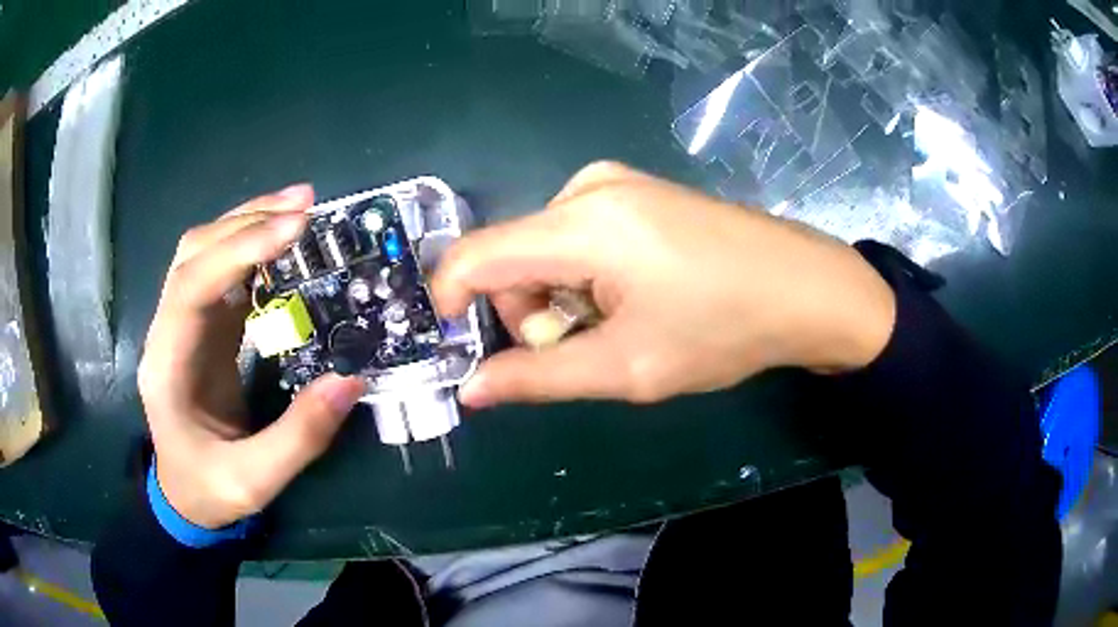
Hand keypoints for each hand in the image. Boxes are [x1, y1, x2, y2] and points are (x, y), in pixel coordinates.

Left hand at [138, 185, 365, 528]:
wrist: (184, 496)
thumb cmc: (210, 491)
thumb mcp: (256, 481)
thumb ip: (300, 436)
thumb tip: (351, 378)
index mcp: (166, 368)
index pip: (191, 287)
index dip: (238, 251)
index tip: (294, 229)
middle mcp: (167, 333)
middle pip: (194, 254)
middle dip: (247, 222)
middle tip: (306, 206)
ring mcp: (182, 326)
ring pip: (205, 254)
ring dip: (249, 225)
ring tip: (300, 210)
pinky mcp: (202, 329)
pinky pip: (222, 274)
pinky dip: (252, 250)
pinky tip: (283, 244)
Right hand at [433, 162, 895, 407]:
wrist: (807, 287)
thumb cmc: (725, 328)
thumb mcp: (628, 366)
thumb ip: (539, 378)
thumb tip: (471, 390)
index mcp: (581, 225)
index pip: (474, 257)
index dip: (450, 301)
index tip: (457, 344)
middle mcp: (587, 189)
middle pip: (511, 258)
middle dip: (531, 313)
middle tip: (588, 348)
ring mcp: (615, 183)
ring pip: (544, 250)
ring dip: (562, 297)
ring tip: (623, 322)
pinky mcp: (635, 191)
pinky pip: (576, 235)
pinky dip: (586, 275)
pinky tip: (637, 291)